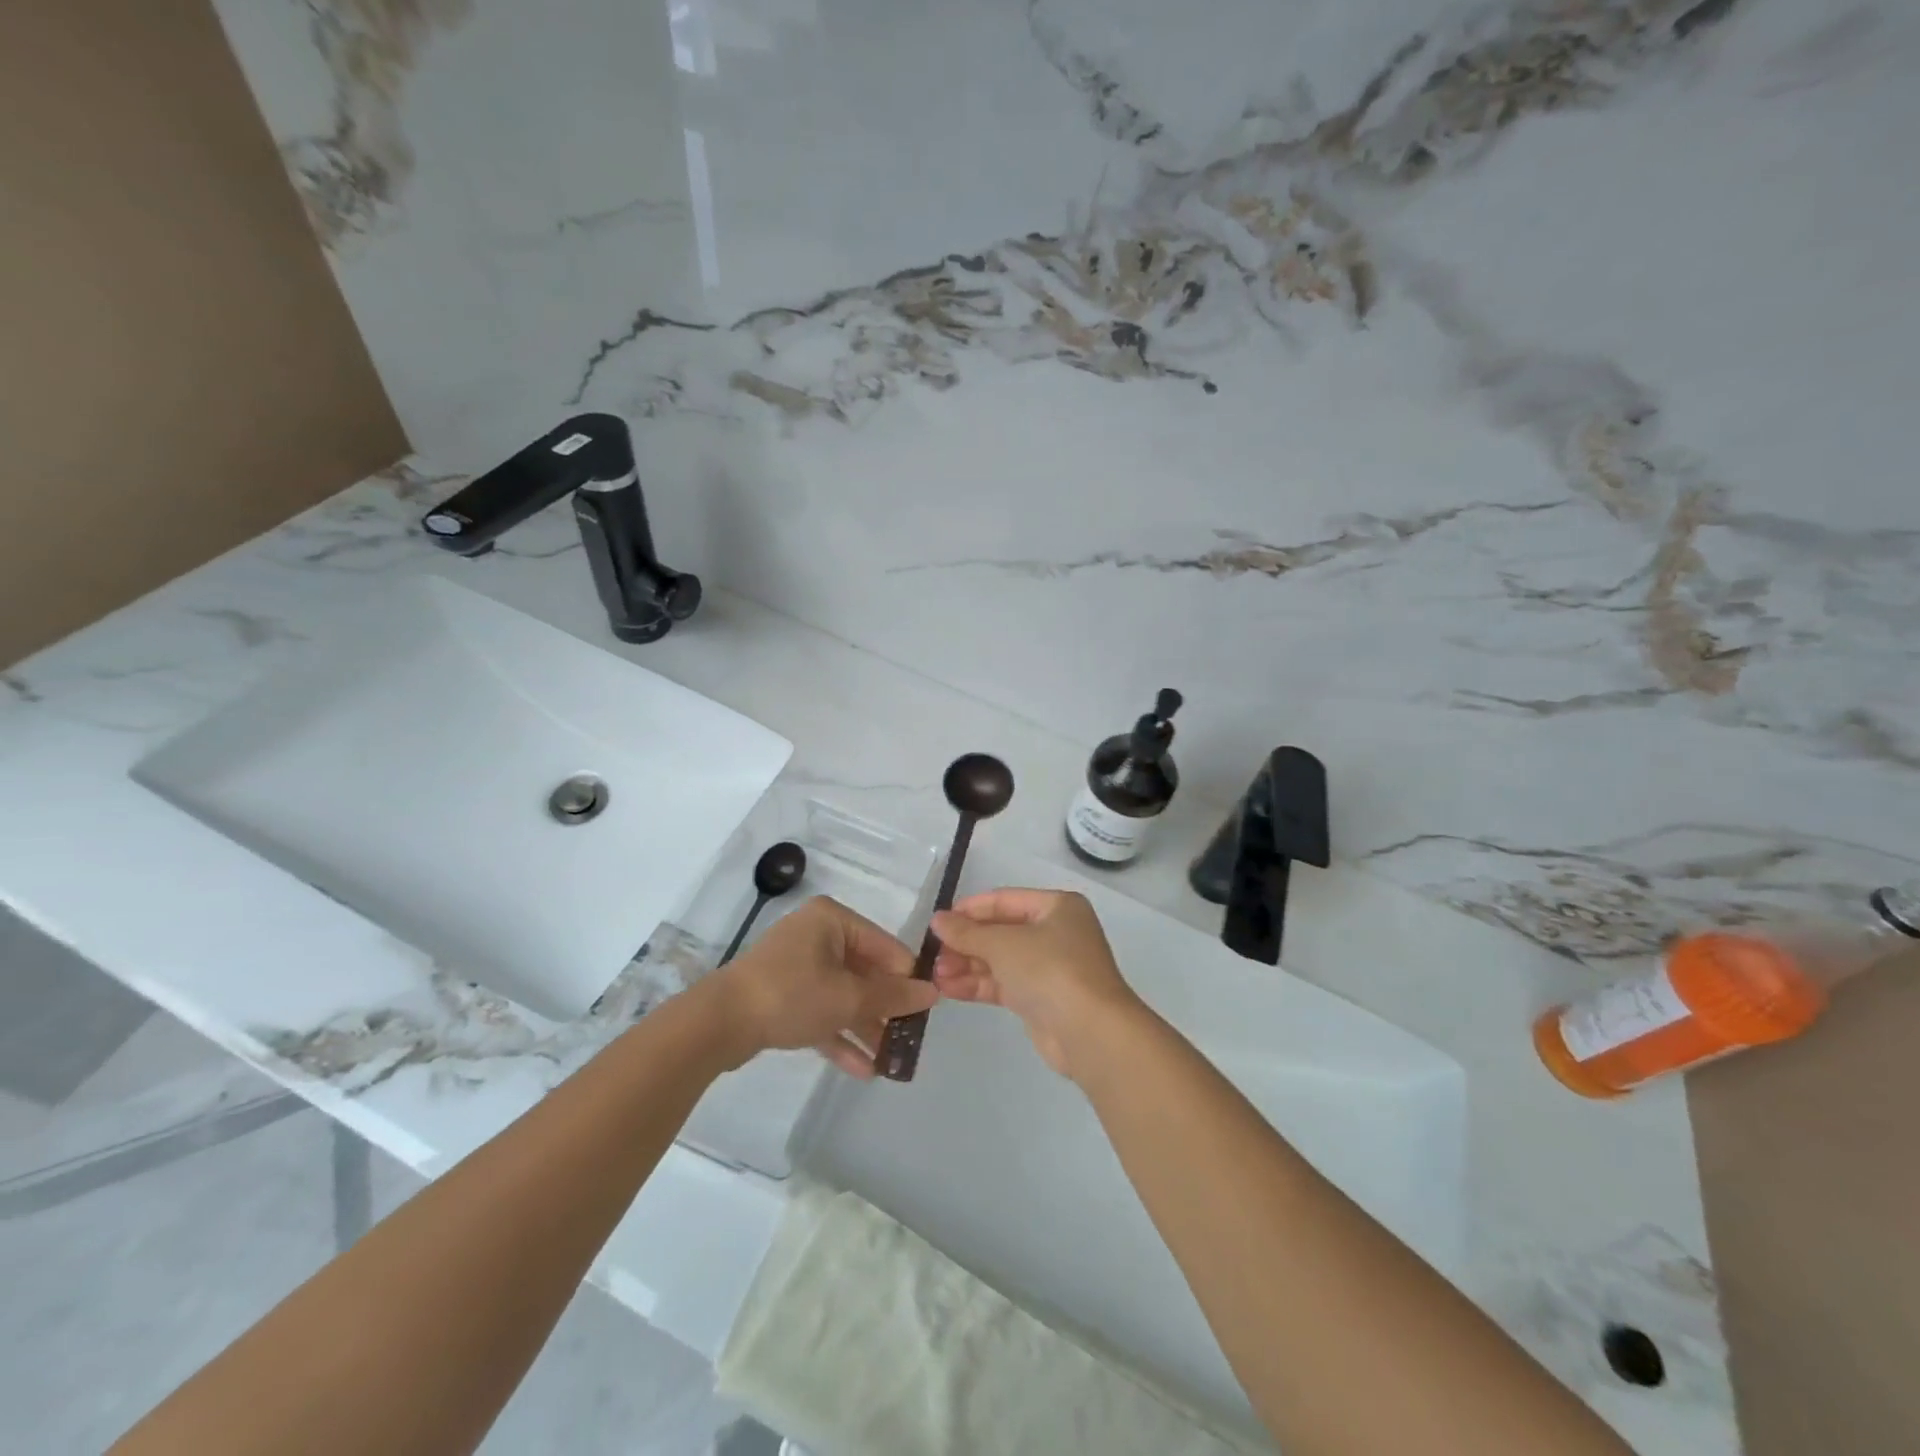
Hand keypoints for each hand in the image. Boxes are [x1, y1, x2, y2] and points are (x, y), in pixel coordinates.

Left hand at [706, 896, 937, 1077]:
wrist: (719, 1024)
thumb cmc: (791, 995)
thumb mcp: (848, 998)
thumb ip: (892, 996)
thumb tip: (933, 991)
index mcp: (833, 921)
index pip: (885, 946)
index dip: (908, 977)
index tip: (928, 1008)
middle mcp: (817, 935)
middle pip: (864, 972)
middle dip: (886, 1009)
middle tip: (910, 1037)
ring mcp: (798, 966)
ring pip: (843, 995)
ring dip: (866, 1027)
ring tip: (891, 1060)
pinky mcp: (783, 995)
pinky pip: (821, 1011)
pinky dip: (840, 1035)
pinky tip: (863, 1069)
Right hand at [930, 888, 1145, 1080]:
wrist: (1090, 1032)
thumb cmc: (1050, 970)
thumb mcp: (1003, 944)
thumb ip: (967, 932)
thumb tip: (938, 920)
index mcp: (1057, 907)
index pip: (1005, 900)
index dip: (970, 910)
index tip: (938, 922)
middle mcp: (1056, 932)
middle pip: (1001, 931)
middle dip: (966, 943)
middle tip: (933, 955)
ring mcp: (1050, 967)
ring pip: (1000, 960)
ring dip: (967, 965)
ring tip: (934, 975)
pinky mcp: (1041, 999)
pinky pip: (1004, 984)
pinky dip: (978, 984)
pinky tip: (948, 989)